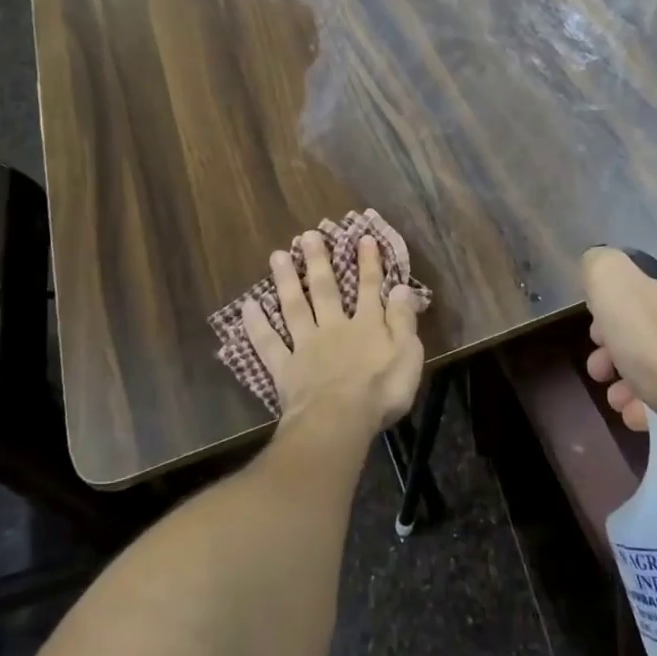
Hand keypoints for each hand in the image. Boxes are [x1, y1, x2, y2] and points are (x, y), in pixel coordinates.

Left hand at [243, 232, 423, 433]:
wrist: (339, 420)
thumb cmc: (381, 390)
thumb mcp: (408, 354)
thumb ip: (403, 320)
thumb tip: (401, 288)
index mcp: (367, 325)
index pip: (370, 287)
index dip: (368, 262)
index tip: (362, 238)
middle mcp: (334, 327)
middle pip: (325, 289)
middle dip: (318, 261)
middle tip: (307, 235)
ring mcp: (306, 346)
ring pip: (294, 306)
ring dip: (286, 280)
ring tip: (277, 255)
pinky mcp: (285, 368)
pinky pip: (268, 343)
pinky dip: (257, 325)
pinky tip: (248, 306)